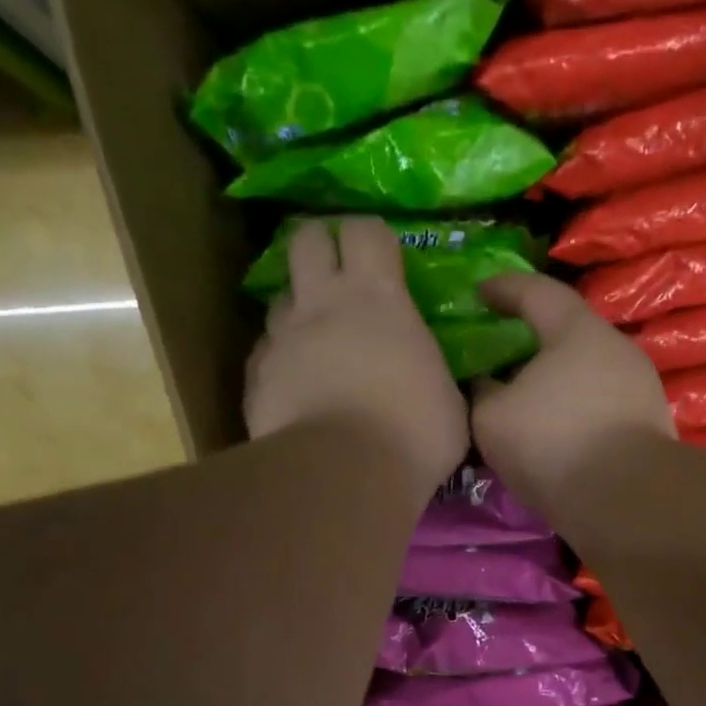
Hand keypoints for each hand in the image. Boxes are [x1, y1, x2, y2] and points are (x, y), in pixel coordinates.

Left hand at [245, 218, 468, 498]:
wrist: (344, 475)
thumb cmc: (413, 434)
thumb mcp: (449, 402)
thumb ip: (431, 374)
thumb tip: (434, 380)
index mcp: (379, 298)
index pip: (366, 231)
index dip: (372, 238)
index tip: (383, 259)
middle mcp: (324, 303)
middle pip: (306, 239)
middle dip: (320, 247)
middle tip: (337, 275)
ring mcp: (283, 337)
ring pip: (280, 297)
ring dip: (298, 310)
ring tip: (315, 341)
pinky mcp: (256, 375)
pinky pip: (266, 352)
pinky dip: (279, 360)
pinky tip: (295, 386)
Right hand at [470, 273, 674, 508]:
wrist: (626, 500)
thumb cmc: (553, 443)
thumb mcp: (492, 418)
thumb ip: (482, 392)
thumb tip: (486, 384)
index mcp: (576, 330)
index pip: (536, 291)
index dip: (503, 288)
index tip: (479, 292)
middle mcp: (616, 348)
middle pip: (566, 333)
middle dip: (532, 342)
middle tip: (501, 356)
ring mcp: (639, 387)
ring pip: (585, 374)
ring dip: (554, 383)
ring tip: (525, 403)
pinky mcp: (649, 425)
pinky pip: (600, 405)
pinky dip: (574, 411)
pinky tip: (556, 434)